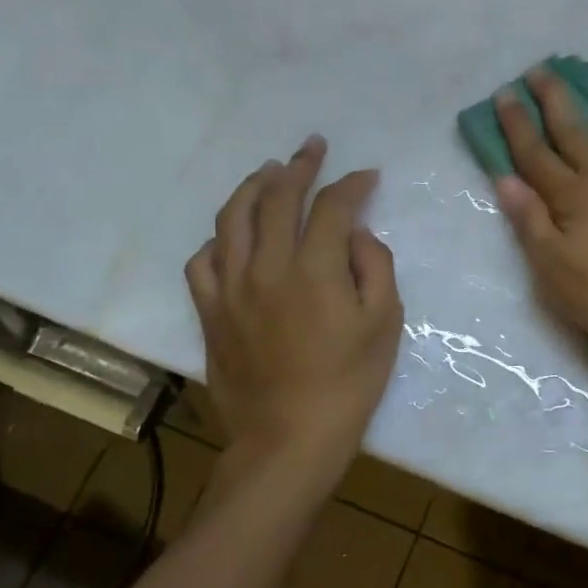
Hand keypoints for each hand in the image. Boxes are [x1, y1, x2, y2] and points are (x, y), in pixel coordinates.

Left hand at [185, 136, 403, 468]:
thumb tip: (357, 234)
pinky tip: (231, 236)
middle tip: (312, 149)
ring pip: (233, 218)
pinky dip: (218, 240)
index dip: (352, 184)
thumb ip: (375, 266)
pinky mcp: (210, 312)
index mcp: (316, 268)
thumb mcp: (384, 323)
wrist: (289, 439)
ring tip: (267, 171)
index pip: (333, 206)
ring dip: (253, 187)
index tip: (367, 175)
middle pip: (278, 197)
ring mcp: (231, 288)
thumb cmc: (348, 383)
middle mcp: (268, 265)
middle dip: (300, 166)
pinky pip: (202, 261)